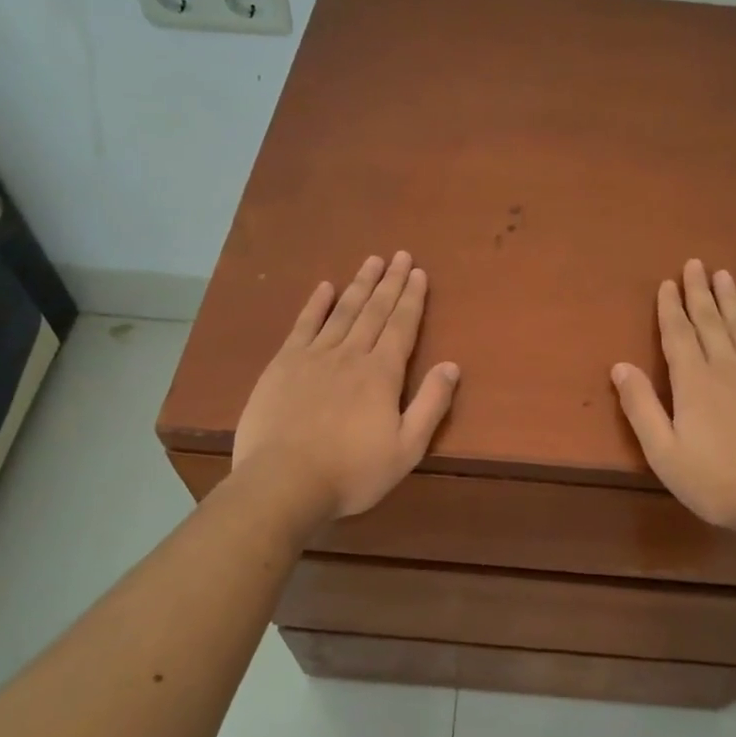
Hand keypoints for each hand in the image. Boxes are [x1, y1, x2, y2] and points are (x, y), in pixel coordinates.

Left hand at [233, 252, 459, 521]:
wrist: (284, 482)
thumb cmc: (351, 472)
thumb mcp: (406, 449)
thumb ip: (431, 405)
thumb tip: (451, 366)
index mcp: (382, 373)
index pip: (402, 326)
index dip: (411, 298)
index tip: (418, 272)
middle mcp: (351, 354)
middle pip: (375, 310)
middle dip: (390, 281)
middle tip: (400, 254)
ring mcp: (314, 356)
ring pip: (343, 311)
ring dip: (359, 284)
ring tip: (372, 261)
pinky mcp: (283, 364)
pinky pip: (304, 325)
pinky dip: (316, 304)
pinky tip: (325, 287)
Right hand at [612, 260, 735, 545]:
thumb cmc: (717, 481)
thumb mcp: (665, 452)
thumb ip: (641, 407)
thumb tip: (620, 366)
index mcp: (694, 381)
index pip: (678, 334)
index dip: (670, 308)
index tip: (667, 283)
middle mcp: (727, 366)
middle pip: (710, 321)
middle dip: (699, 292)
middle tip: (695, 263)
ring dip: (730, 299)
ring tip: (722, 275)